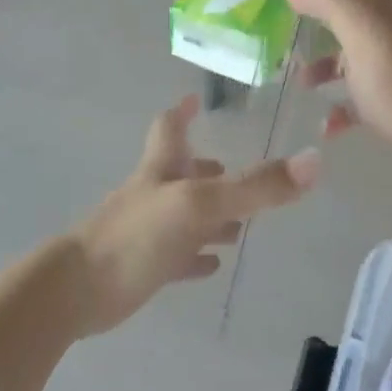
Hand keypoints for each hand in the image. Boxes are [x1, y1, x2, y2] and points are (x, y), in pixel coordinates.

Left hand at [70, 95, 319, 335]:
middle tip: (231, 169)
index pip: (169, 128)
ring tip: (239, 224)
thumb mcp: (201, 204)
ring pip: (181, 216)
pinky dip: (195, 255)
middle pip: (179, 173)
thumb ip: (255, 187)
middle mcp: (152, 195)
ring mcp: (145, 232)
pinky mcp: (141, 267)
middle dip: (204, 169)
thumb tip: (313, 161)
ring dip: (208, 215)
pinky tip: (212, 265)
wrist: (78, 290)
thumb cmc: (136, 236)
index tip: (194, 99)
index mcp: (161, 170)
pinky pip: (175, 256)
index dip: (182, 112)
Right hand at [276, 0, 391, 150]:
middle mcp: (379, 26)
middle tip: (274, 24)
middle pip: (342, 8)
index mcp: (373, 3)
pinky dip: (336, 105)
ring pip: (344, 51)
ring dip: (317, 62)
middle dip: (308, 13)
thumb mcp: (358, 30)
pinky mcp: (383, 96)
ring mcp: (382, 62)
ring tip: (293, 76)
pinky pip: (353, 95)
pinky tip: (324, 122)